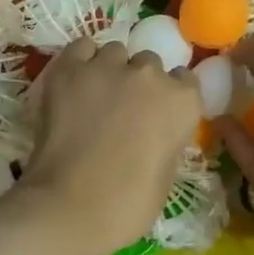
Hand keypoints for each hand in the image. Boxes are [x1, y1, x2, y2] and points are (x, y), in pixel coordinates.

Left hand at [14, 37, 202, 254]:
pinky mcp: (69, 69)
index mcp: (182, 103)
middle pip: (148, 64)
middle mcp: (150, 75)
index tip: (155, 114)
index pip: (184, 80)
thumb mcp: (166, 173)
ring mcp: (108, 67)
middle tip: (120, 111)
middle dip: (138, 83)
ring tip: (93, 97)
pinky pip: (81, 48)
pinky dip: (81, 61)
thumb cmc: (128, 205)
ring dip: (109, 70)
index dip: (168, 96)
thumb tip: (150, 132)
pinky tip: (74, 83)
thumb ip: (165, 138)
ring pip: (114, 53)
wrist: (73, 205)